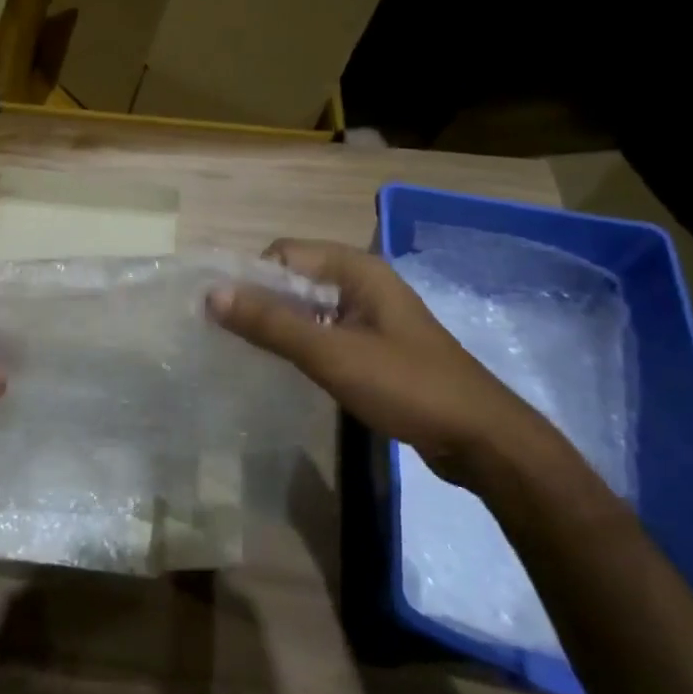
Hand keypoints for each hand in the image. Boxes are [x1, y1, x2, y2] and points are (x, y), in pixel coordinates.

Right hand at [210, 238, 545, 484]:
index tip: (224, 314)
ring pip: (308, 307)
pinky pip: (325, 331)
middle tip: (229, 337)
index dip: (251, 277)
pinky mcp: (375, 345)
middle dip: (261, 302)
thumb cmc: (406, 386)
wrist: (481, 440)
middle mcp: (362, 282)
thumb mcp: (332, 354)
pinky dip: (301, 343)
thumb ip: (271, 323)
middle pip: (294, 278)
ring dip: (279, 325)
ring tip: (248, 353)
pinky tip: (285, 368)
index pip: (284, 253)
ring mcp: (370, 315)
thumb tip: (211, 294)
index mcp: (357, 269)